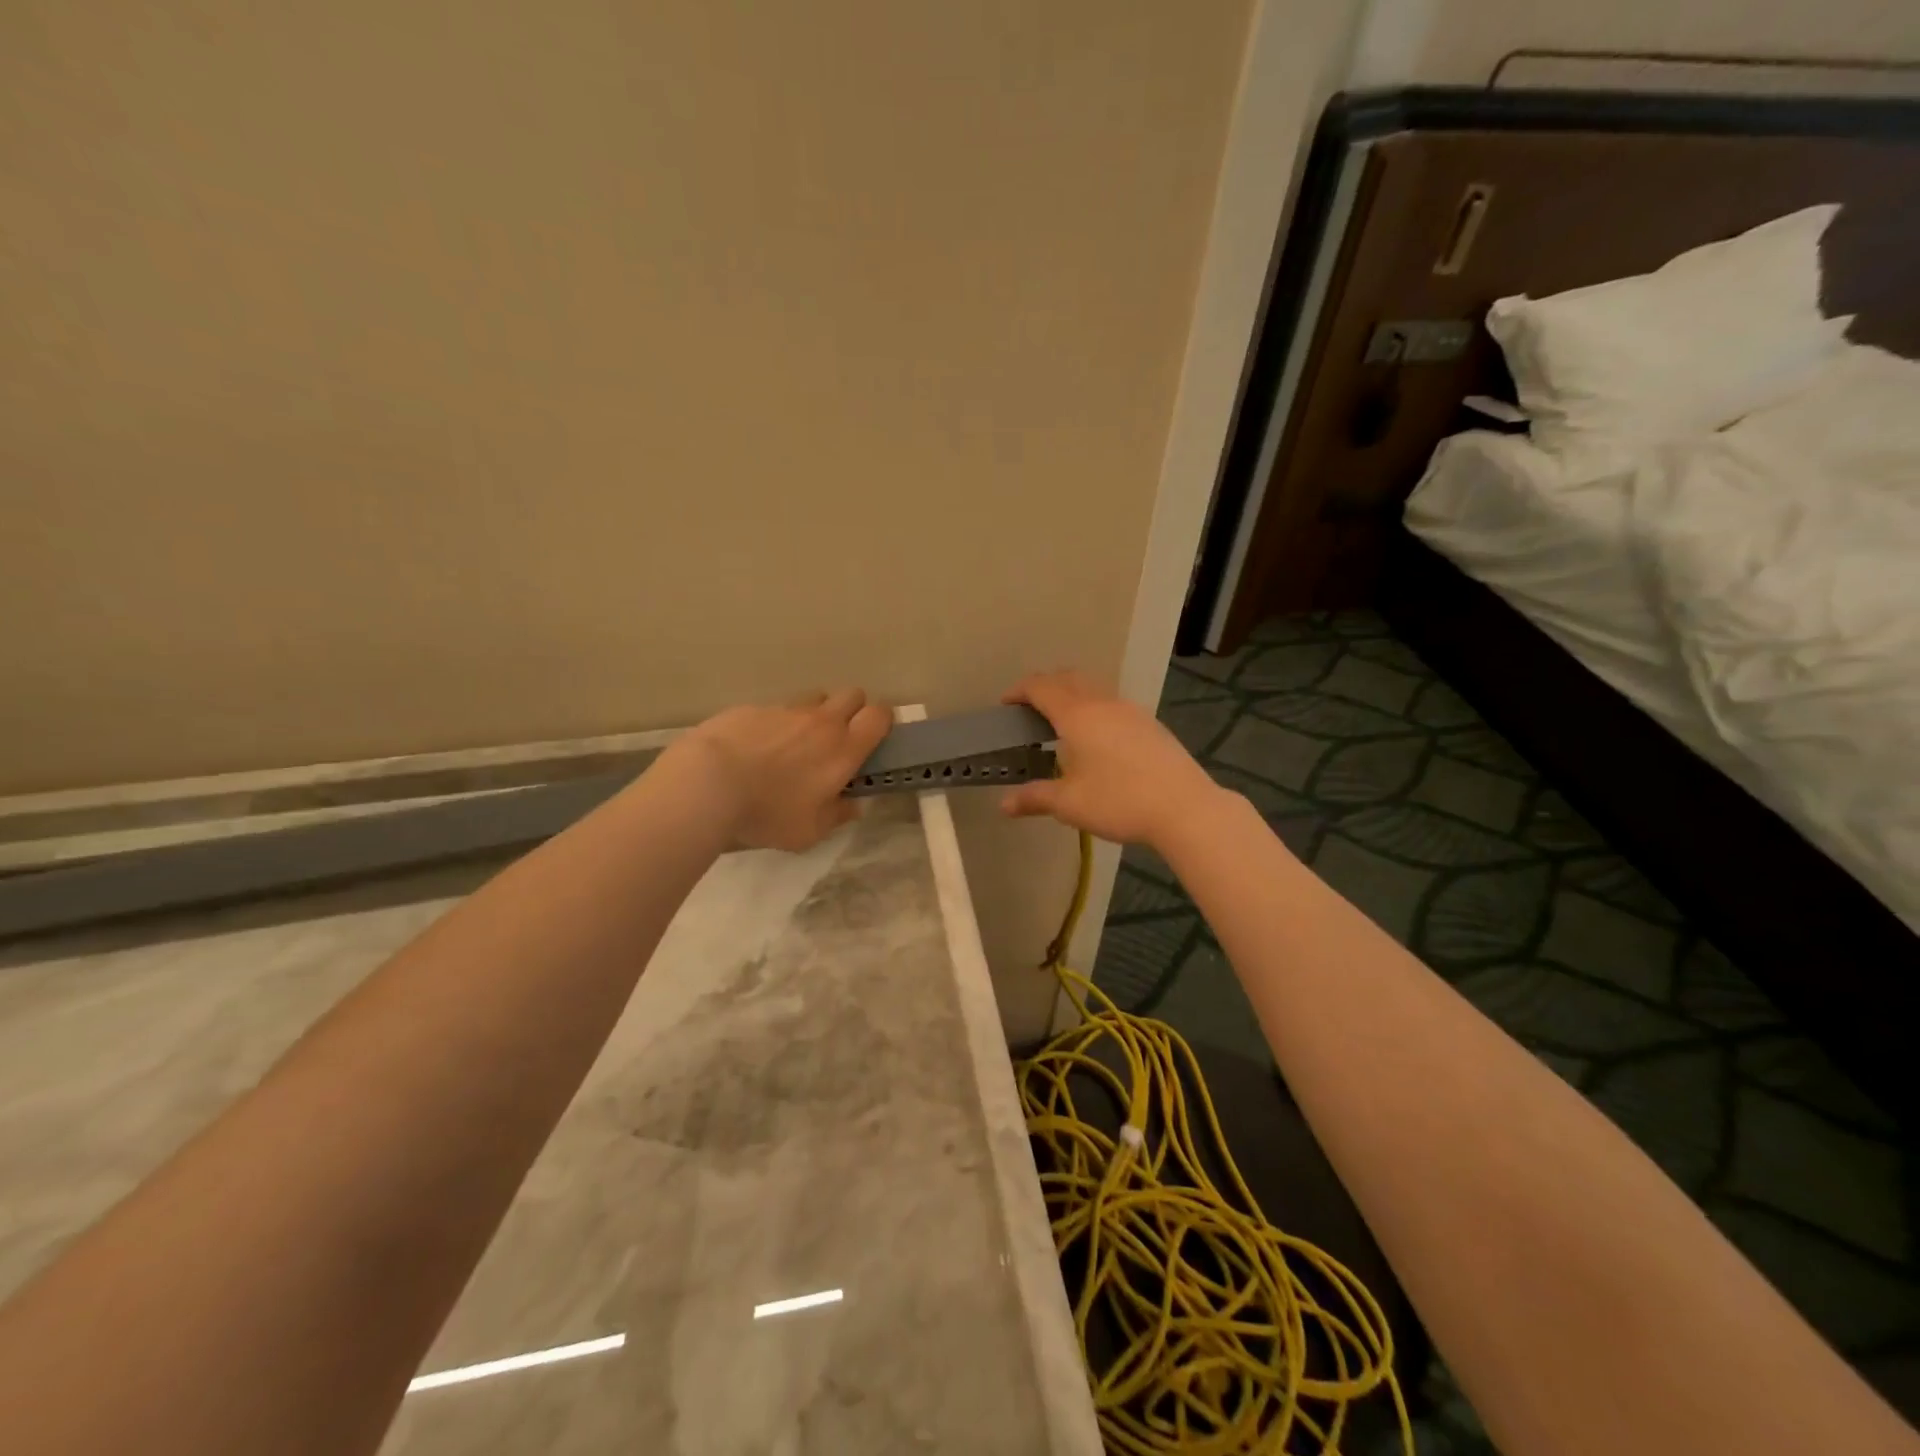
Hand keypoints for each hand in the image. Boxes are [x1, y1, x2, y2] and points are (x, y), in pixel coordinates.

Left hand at [664, 689, 892, 851]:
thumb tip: (852, 804)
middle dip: (852, 710)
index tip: (873, 738)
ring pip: (813, 698)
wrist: (707, 784)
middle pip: (852, 694)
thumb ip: (837, 815)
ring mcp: (785, 709)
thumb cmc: (768, 812)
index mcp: (843, 749)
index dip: (882, 721)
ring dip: (813, 714)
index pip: (879, 715)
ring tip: (793, 743)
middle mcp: (820, 721)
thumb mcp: (809, 831)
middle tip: (837, 739)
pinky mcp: (752, 707)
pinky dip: (774, 724)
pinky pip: (775, 709)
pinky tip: (754, 748)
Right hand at [998, 671, 1229, 848]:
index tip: (1005, 705)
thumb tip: (1004, 805)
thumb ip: (1035, 798)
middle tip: (1029, 709)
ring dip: (1071, 694)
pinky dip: (1093, 707)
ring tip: (1061, 723)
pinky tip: (1096, 738)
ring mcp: (1130, 710)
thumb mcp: (1069, 804)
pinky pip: (1112, 703)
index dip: (1019, 691)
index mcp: (1077, 715)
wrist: (1185, 807)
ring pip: (1093, 688)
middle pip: (1068, 678)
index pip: (1040, 687)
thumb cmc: (1119, 801)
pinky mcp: (1150, 724)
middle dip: (1044, 687)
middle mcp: (1102, 703)